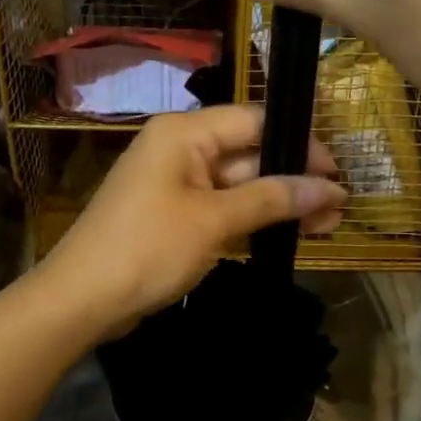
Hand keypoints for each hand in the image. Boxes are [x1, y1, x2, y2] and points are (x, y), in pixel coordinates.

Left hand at [42, 105, 343, 335]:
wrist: (81, 299)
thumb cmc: (148, 248)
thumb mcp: (214, 220)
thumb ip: (273, 198)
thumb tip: (330, 187)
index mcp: (184, 133)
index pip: (254, 121)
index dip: (299, 142)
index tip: (336, 171)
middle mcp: (180, 148)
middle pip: (249, 153)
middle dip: (294, 178)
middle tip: (339, 207)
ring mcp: (176, 183)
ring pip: (239, 184)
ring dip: (279, 202)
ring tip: (327, 226)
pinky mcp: (174, 215)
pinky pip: (222, 207)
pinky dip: (253, 219)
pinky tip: (289, 234)